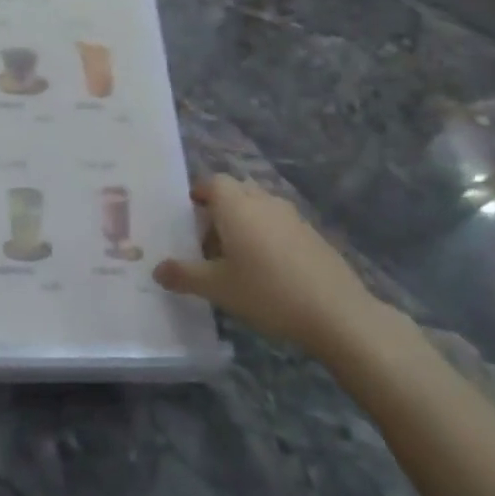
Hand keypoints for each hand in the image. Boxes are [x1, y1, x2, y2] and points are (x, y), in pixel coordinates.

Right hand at [154, 175, 382, 359]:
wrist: (337, 313)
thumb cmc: (267, 292)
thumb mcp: (217, 288)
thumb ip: (184, 275)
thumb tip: (157, 270)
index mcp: (236, 206)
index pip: (212, 183)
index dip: (198, 195)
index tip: (189, 217)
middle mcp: (263, 201)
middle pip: (236, 192)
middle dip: (219, 210)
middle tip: (207, 243)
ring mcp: (292, 216)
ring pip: (259, 208)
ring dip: (244, 224)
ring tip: (235, 259)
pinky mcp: (312, 234)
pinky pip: (279, 225)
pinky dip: (267, 237)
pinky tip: (267, 271)